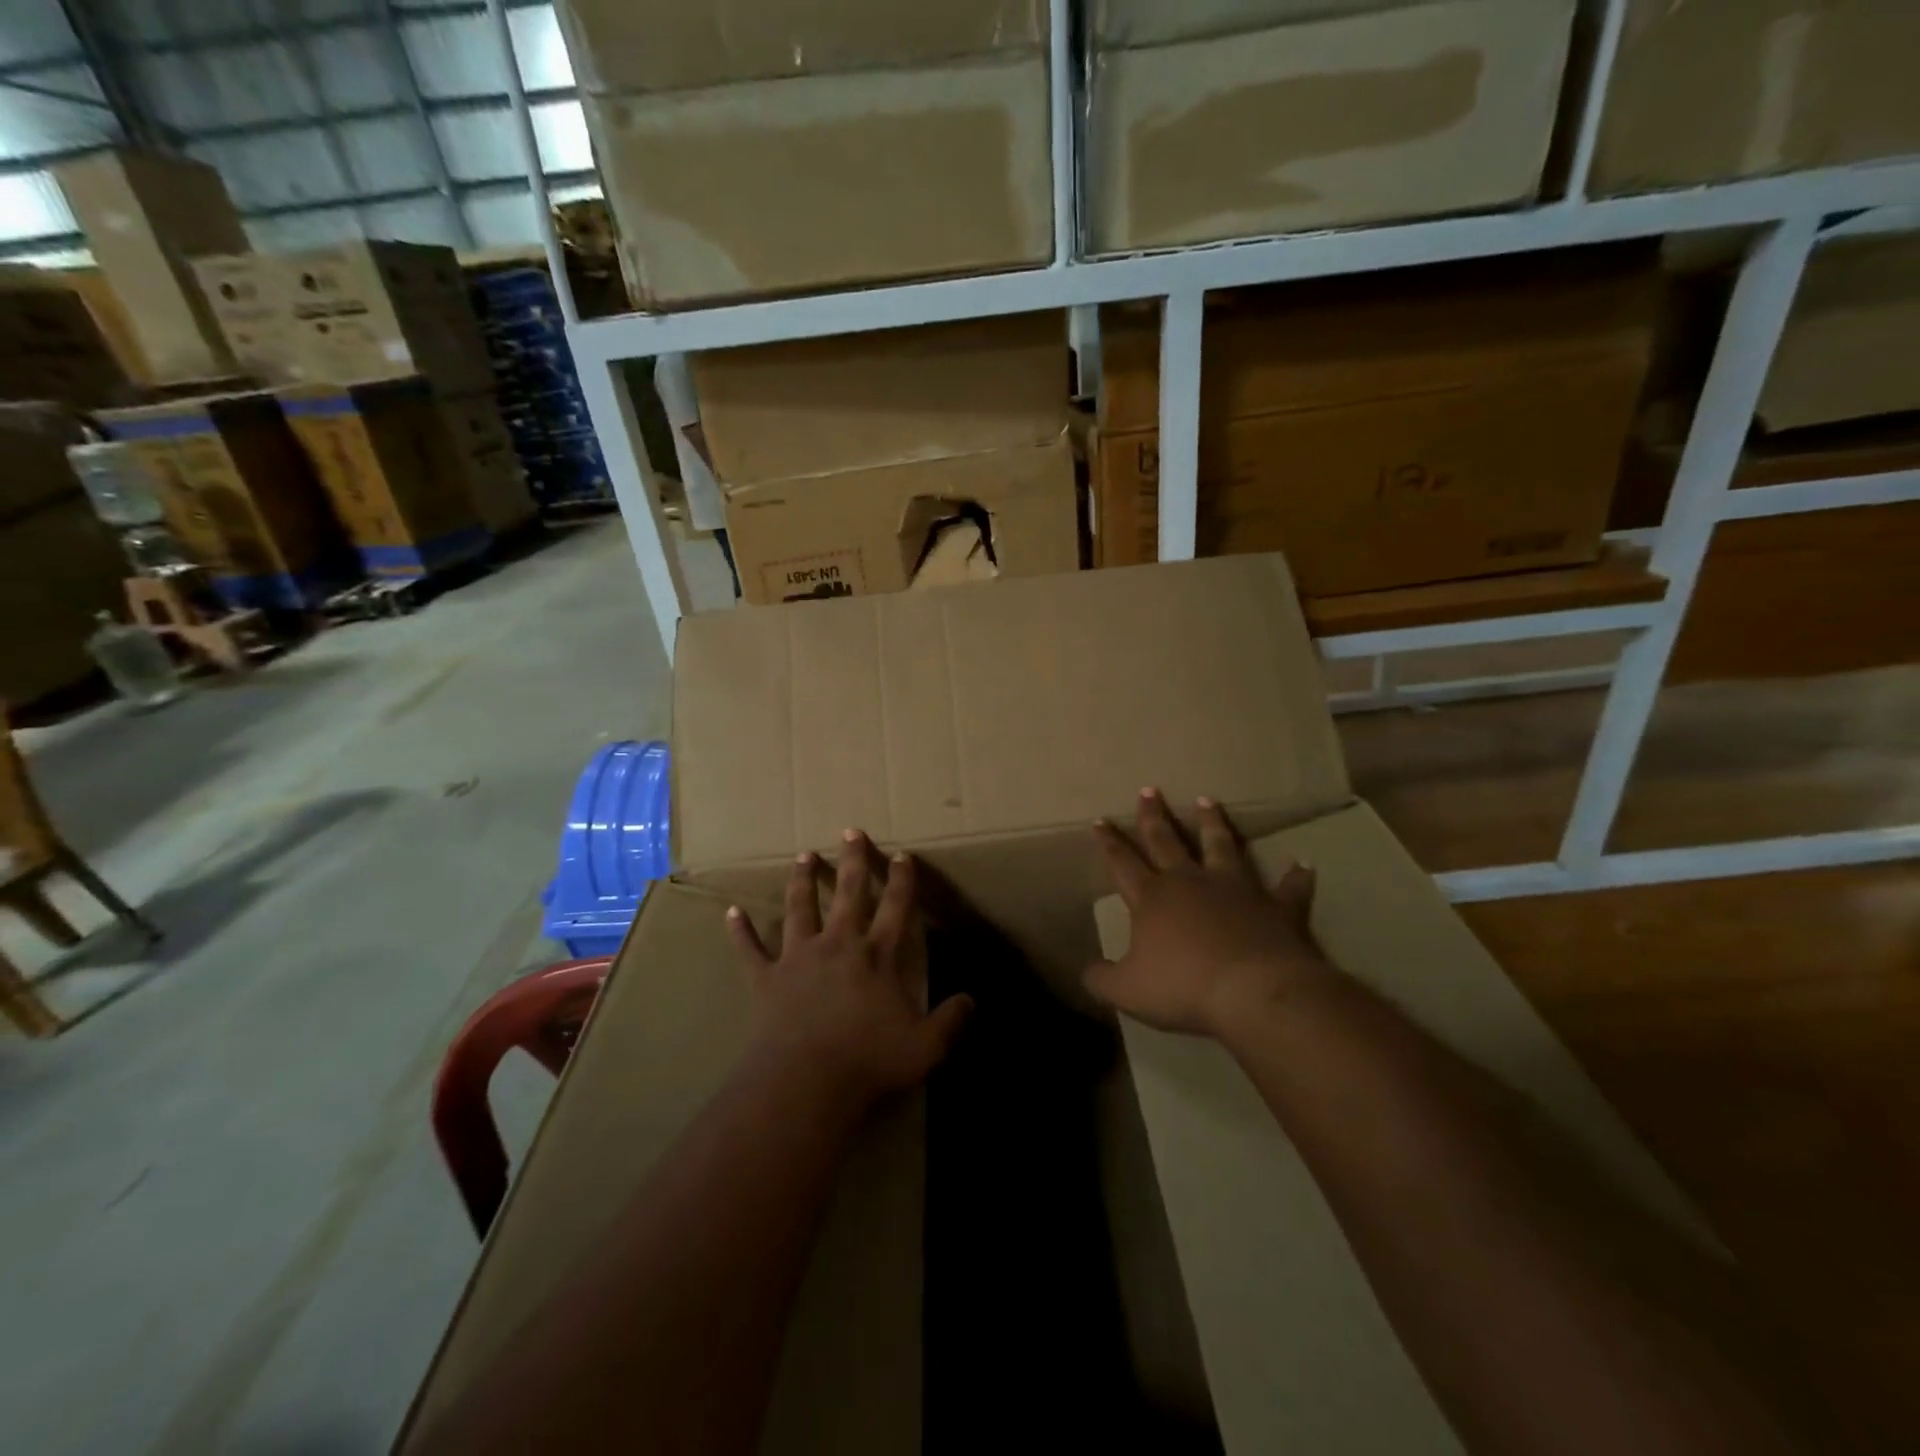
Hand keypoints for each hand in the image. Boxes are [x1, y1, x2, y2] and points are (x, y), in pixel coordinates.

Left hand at [727, 831, 972, 1115]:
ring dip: (802, 880)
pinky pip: (750, 949)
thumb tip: (972, 1000)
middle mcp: (838, 944)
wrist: (804, 1082)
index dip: (901, 879)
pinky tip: (731, 912)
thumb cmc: (868, 1061)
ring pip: (800, 907)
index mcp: (876, 956)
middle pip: (848, 892)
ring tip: (804, 855)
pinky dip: (740, 930)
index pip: (895, 907)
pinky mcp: (767, 978)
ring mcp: (799, 957)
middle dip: (852, 860)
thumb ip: (951, 1021)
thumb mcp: (925, 1047)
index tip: (902, 855)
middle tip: (850, 831)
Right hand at [1086, 789, 1335, 1038]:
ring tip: (1207, 801)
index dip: (1110, 843)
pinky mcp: (1276, 907)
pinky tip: (1303, 865)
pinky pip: (1288, 889)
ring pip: (1221, 847)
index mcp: (1153, 899)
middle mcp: (1191, 883)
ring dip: (1213, 824)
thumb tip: (1086, 971)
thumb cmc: (1183, 988)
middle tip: (1149, 790)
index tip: (1101, 821)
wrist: (1254, 992)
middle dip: (1154, 817)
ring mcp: (1236, 890)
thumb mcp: (1127, 991)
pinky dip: (1295, 877)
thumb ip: (1102, 979)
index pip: (1123, 863)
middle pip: (1167, 842)